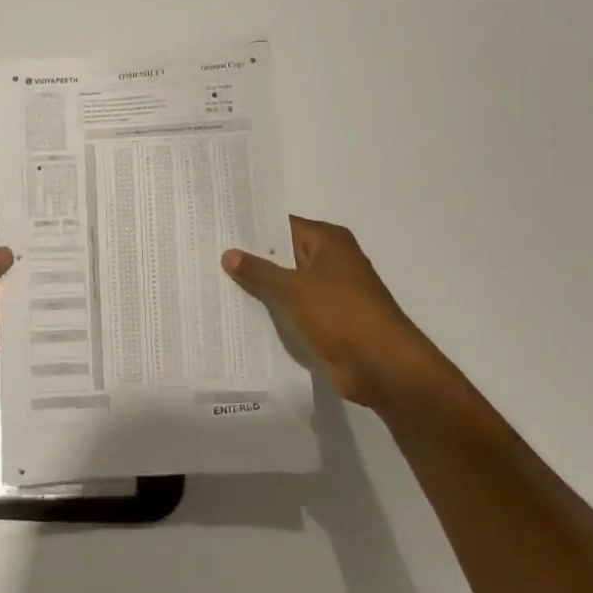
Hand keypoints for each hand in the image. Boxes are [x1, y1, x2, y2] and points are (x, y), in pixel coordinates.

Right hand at [222, 216, 455, 410]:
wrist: (382, 366)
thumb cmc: (341, 313)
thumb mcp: (294, 288)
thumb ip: (259, 271)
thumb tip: (229, 253)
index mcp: (329, 241)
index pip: (283, 225)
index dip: (252, 229)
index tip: (219, 231)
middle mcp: (331, 261)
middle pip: (284, 254)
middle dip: (252, 259)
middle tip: (210, 256)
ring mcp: (331, 292)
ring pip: (287, 284)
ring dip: (261, 288)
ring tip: (217, 283)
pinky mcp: (328, 320)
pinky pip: (294, 309)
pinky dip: (274, 311)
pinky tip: (242, 313)